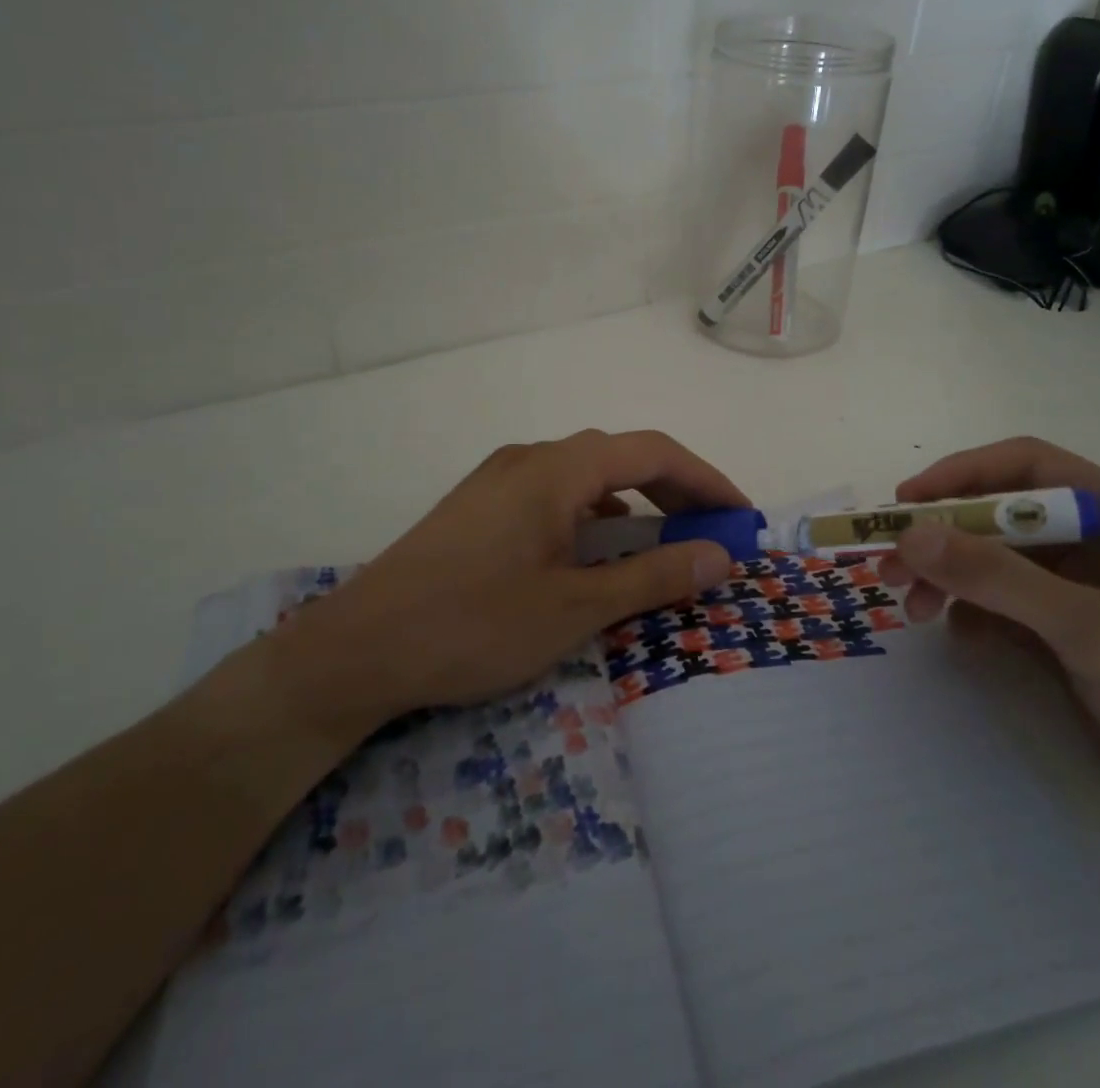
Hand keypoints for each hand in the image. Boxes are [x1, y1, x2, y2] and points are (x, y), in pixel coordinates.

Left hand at [260, 429, 745, 749]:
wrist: (358, 649)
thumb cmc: (474, 625)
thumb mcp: (576, 607)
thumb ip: (653, 577)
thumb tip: (720, 557)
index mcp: (557, 469)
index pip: (652, 452)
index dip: (706, 478)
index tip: (741, 515)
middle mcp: (529, 458)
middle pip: (620, 456)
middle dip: (674, 488)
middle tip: (713, 529)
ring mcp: (499, 479)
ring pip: (585, 475)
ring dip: (633, 499)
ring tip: (664, 538)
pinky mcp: (479, 505)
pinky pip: (555, 493)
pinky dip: (593, 513)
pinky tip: (597, 550)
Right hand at [879, 436, 1099, 856]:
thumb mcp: (1090, 631)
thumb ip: (999, 578)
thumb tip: (911, 534)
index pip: (1029, 467)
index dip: (961, 476)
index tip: (904, 504)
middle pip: (1005, 516)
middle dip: (945, 537)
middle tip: (888, 566)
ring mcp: (1089, 591)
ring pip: (1000, 562)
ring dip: (952, 578)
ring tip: (912, 610)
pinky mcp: (1075, 635)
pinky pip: (1008, 605)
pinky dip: (975, 613)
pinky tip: (959, 637)